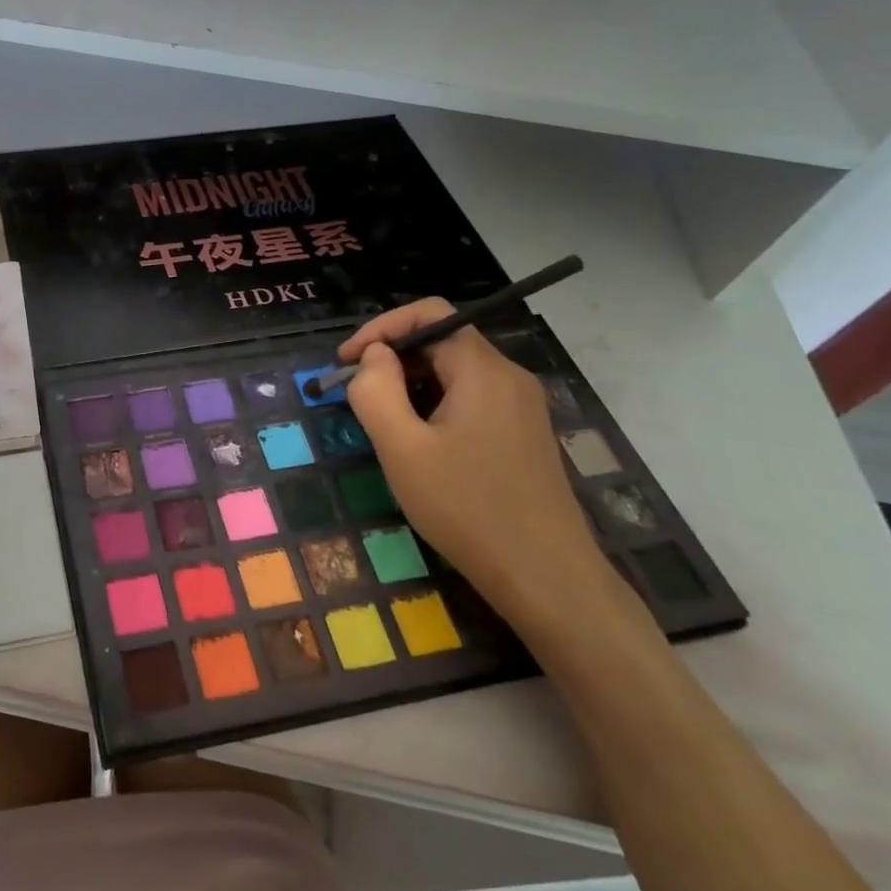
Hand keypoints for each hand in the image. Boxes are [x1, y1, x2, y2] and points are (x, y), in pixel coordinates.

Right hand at [339, 301, 613, 630]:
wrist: (545, 576)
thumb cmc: (466, 508)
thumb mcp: (402, 448)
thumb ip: (375, 391)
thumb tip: (373, 356)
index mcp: (483, 370)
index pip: (430, 314)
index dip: (381, 328)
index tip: (345, 362)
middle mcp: (509, 377)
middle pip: (442, 341)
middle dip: (392, 359)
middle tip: (357, 396)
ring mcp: (522, 406)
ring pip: (455, 372)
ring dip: (411, 384)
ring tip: (384, 424)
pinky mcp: (523, 433)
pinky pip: (471, 397)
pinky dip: (435, 404)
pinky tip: (421, 444)